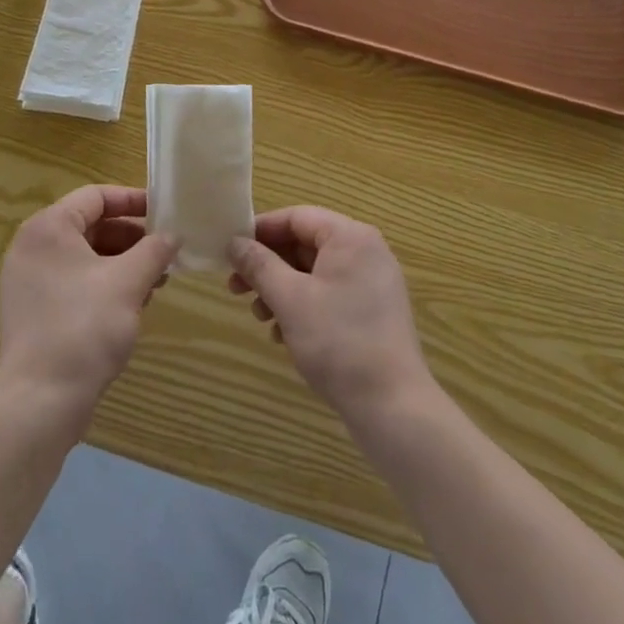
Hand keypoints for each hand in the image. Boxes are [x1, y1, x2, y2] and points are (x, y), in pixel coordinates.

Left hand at [0, 186, 177, 421]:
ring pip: (85, 256)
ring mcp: (29, 281)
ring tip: (157, 280)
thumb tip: (173, 235)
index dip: (134, 201)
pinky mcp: (33, 310)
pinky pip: (74, 281)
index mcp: (49, 227)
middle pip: (91, 226)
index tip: (165, 213)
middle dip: (132, 238)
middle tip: (165, 252)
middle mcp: (33, 247)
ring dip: (123, 262)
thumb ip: (155, 249)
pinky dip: (104, 283)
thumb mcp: (129, 282)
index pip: (96, 196)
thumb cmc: (85, 327)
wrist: (40, 402)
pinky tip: (134, 302)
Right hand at [228, 207, 433, 421]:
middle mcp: (365, 251)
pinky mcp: (373, 311)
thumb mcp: (290, 299)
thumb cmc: (338, 341)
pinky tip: (283, 334)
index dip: (261, 231)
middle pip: (305, 244)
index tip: (231, 251)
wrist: (392, 406)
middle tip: (235, 288)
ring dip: (282, 289)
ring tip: (260, 316)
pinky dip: (303, 306)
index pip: (296, 217)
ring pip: (315, 272)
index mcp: (350, 237)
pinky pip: (330, 294)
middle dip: (268, 265)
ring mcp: (373, 282)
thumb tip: (235, 243)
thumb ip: (259, 265)